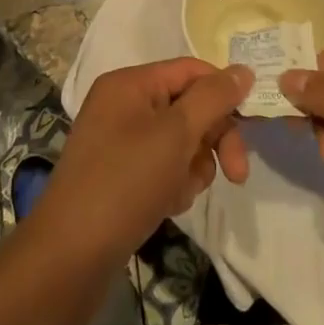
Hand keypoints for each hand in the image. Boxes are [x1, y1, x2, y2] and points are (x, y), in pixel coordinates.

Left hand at [33, 59, 251, 263]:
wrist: (71, 254)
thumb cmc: (126, 182)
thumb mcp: (176, 133)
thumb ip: (214, 97)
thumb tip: (244, 70)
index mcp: (130, 83)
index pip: (191, 70)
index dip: (224, 93)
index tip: (252, 124)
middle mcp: (123, 105)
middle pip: (189, 107)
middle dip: (212, 140)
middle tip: (236, 174)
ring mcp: (120, 141)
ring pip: (181, 141)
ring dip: (193, 167)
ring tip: (180, 192)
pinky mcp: (121, 174)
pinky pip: (163, 166)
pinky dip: (174, 183)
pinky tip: (166, 204)